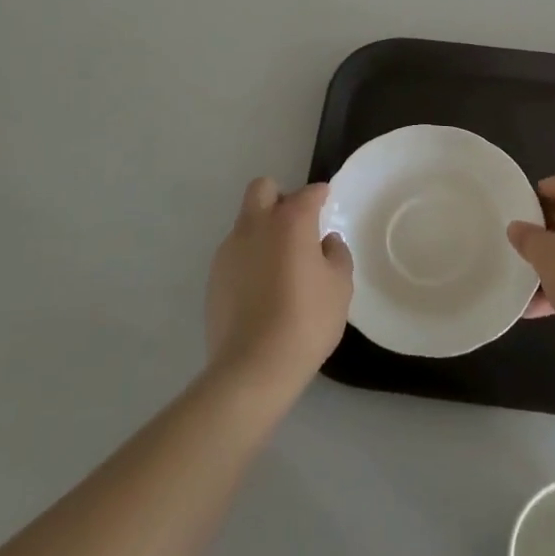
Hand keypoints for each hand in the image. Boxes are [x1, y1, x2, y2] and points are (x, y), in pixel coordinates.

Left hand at [205, 178, 353, 398]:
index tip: (326, 203)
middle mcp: (256, 225)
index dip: (320, 195)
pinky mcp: (214, 276)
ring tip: (280, 264)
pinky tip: (262, 289)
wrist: (253, 366)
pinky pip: (235, 253)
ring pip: (246, 221)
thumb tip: (326, 242)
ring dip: (263, 230)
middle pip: (262, 188)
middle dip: (279, 197)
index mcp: (290, 221)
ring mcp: (229, 250)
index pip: (308, 193)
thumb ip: (337, 254)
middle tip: (296, 224)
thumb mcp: (339, 287)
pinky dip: (250, 258)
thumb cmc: (306, 320)